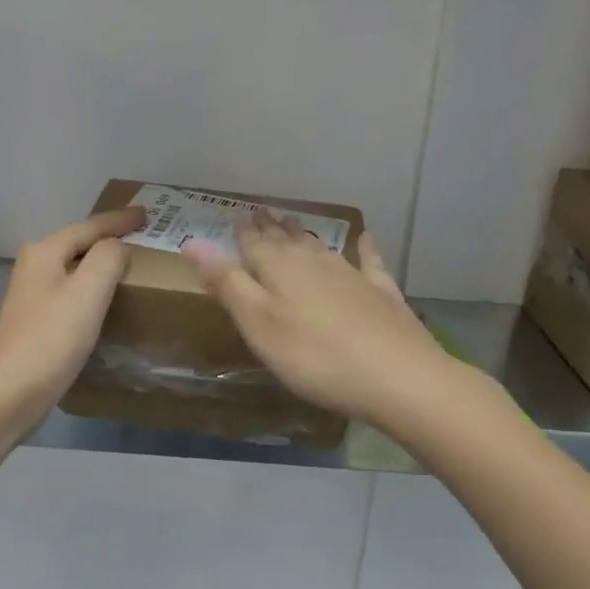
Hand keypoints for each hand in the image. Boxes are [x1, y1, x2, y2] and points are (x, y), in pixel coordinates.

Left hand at [0, 206, 145, 438]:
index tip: (147, 214)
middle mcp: (34, 268)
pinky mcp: (36, 324)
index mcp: (44, 252)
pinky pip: (72, 295)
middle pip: (78, 244)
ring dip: (99, 265)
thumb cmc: (51, 338)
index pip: (89, 226)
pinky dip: (92, 291)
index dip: (119, 220)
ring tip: (129, 267)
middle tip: (141, 237)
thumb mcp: (88, 291)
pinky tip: (106, 303)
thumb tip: (117, 246)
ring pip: (74, 270)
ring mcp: (32, 297)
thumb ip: (108, 258)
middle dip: (108, 239)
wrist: (10, 392)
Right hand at [183, 213, 451, 425]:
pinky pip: (368, 261)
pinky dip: (364, 247)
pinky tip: (365, 237)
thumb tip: (191, 242)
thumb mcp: (258, 325)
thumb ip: (227, 284)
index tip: (234, 215)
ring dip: (302, 234)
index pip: (253, 244)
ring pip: (319, 247)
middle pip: (286, 240)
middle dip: (270, 228)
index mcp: (279, 269)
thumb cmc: (314, 357)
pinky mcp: (381, 293)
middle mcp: (314, 262)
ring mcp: (351, 275)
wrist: (398, 377)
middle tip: (260, 212)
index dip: (242, 232)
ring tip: (292, 222)